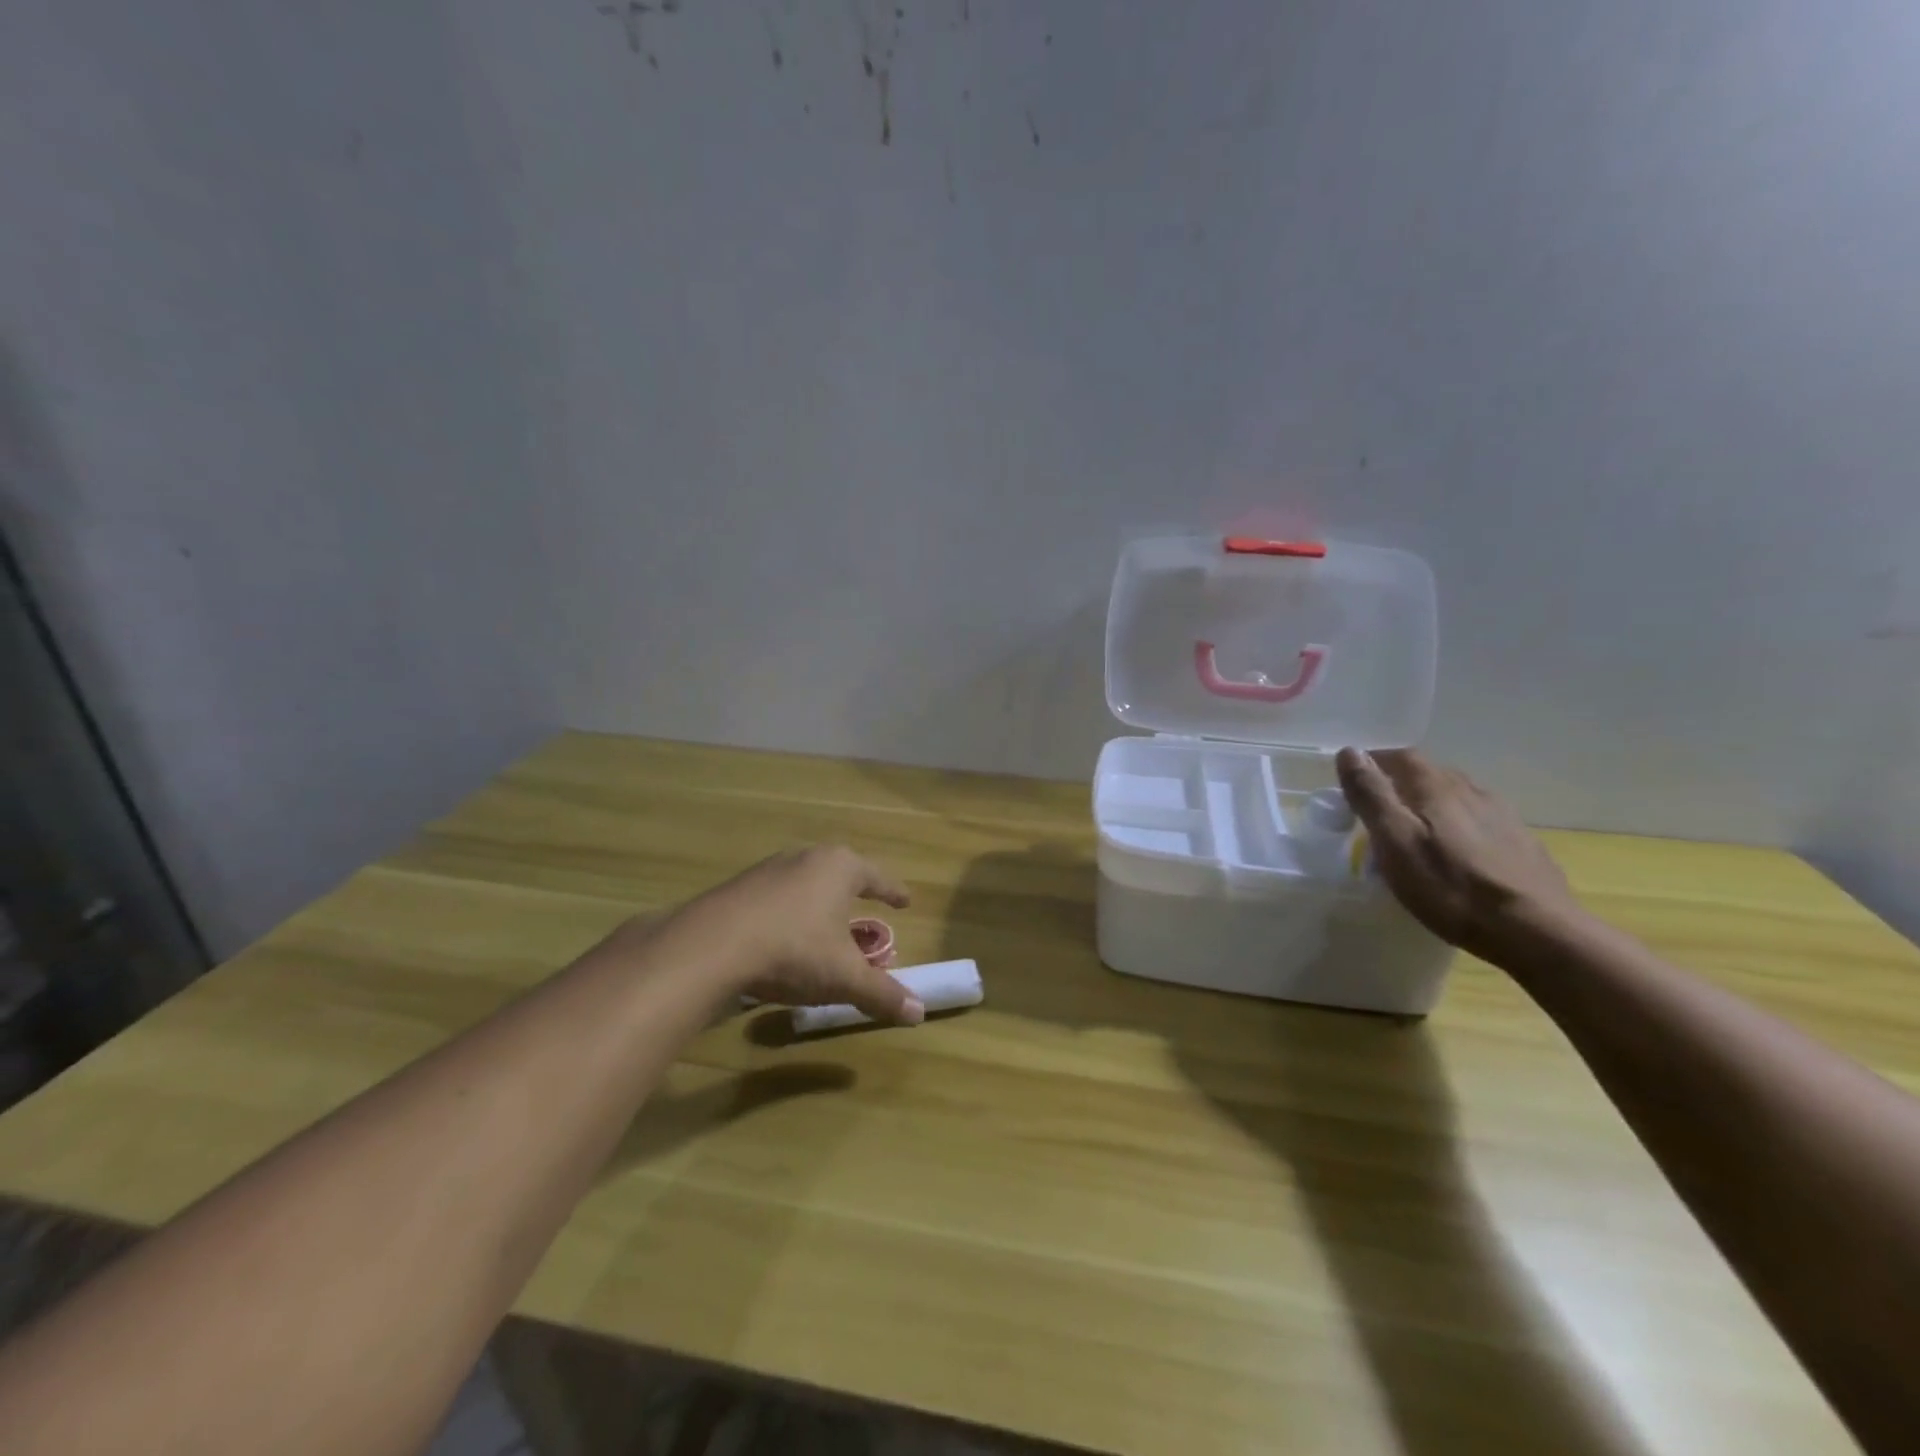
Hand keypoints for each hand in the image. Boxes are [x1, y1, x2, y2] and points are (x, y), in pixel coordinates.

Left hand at [687, 845, 922, 1024]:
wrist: (711, 946)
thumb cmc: (794, 950)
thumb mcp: (844, 977)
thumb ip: (882, 993)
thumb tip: (919, 1013)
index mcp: (839, 868)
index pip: (877, 877)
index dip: (893, 891)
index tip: (905, 901)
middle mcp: (806, 858)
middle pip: (840, 874)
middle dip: (854, 895)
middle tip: (866, 911)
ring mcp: (768, 870)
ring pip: (806, 884)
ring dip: (818, 904)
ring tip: (824, 927)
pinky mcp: (738, 887)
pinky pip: (776, 898)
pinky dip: (788, 914)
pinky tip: (783, 938)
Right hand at [1334, 747, 1583, 960]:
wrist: (1536, 931)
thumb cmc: (1450, 887)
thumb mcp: (1395, 841)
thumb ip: (1371, 795)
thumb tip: (1350, 751)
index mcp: (1436, 786)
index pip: (1400, 756)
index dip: (1373, 763)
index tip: (1352, 785)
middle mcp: (1472, 790)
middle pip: (1429, 773)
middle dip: (1399, 784)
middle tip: (1377, 812)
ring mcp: (1502, 815)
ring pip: (1456, 797)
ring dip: (1430, 804)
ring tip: (1414, 832)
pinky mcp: (1520, 842)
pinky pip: (1478, 821)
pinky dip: (1457, 826)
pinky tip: (1456, 853)